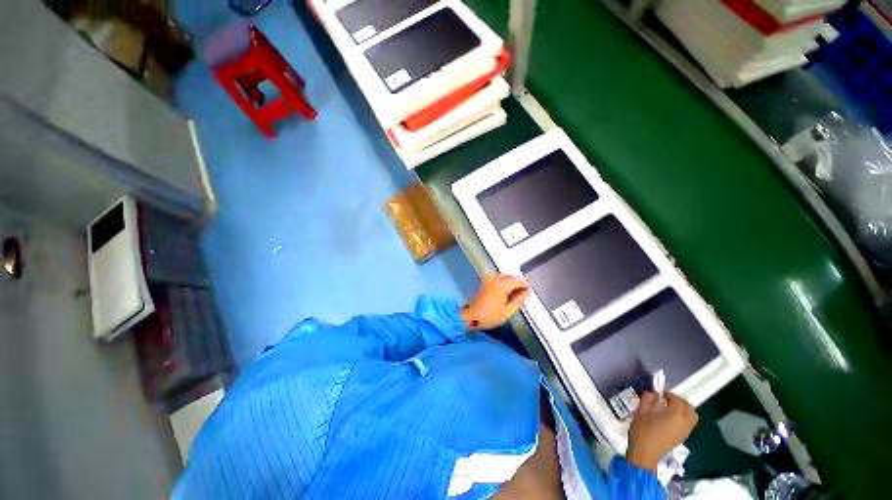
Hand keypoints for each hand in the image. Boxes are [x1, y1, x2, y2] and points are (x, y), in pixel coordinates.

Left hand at [461, 275, 530, 330]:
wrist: (469, 316)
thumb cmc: (489, 315)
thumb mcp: (507, 310)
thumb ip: (519, 300)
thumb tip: (528, 292)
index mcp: (502, 284)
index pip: (518, 281)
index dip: (525, 286)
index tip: (529, 293)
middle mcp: (495, 278)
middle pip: (511, 277)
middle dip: (518, 284)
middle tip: (522, 295)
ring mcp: (488, 279)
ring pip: (504, 278)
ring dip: (510, 284)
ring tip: (514, 295)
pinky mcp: (483, 282)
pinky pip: (497, 279)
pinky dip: (502, 284)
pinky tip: (504, 293)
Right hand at [626, 392, 698, 471]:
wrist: (645, 453)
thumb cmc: (642, 430)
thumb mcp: (641, 411)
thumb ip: (648, 399)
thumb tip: (653, 393)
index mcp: (675, 415)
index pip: (677, 400)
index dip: (669, 394)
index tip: (660, 393)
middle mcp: (684, 422)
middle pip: (689, 408)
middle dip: (679, 400)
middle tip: (667, 398)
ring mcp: (685, 431)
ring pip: (692, 416)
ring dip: (684, 409)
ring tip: (670, 408)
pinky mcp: (683, 438)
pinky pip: (689, 423)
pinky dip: (684, 417)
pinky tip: (671, 418)